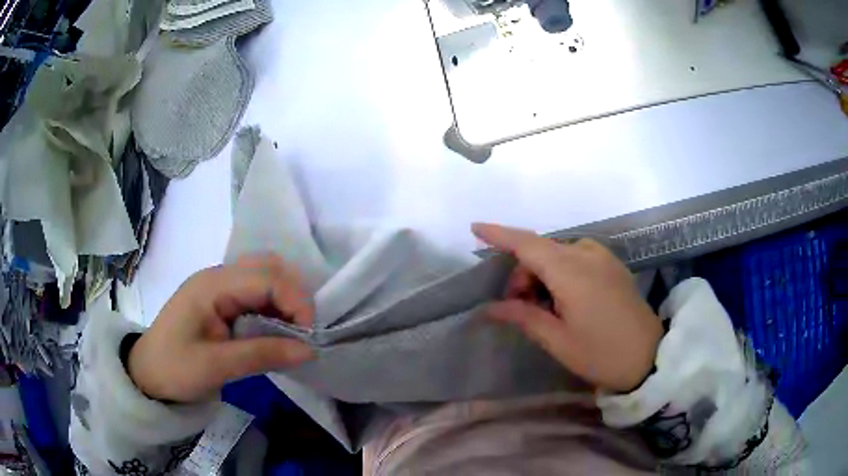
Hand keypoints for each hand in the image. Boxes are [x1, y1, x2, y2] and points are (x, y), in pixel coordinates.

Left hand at [128, 254, 314, 402]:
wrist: (148, 376)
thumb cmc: (175, 369)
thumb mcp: (216, 366)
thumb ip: (262, 355)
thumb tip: (310, 350)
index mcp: (212, 285)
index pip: (266, 278)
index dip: (295, 302)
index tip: (310, 337)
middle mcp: (218, 277)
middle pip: (269, 269)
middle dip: (294, 298)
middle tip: (303, 334)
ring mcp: (220, 287)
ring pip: (266, 280)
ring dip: (285, 303)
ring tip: (293, 335)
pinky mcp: (222, 302)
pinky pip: (257, 296)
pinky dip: (274, 311)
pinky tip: (277, 333)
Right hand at [473, 223, 661, 392]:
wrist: (649, 357)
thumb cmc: (601, 353)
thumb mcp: (558, 340)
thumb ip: (523, 317)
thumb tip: (490, 308)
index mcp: (571, 271)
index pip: (527, 244)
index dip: (499, 235)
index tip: (475, 228)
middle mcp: (587, 254)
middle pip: (541, 250)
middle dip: (522, 272)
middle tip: (517, 306)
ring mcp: (603, 257)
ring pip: (558, 253)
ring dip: (542, 273)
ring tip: (543, 307)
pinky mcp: (612, 265)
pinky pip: (576, 257)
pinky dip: (560, 271)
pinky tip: (564, 298)